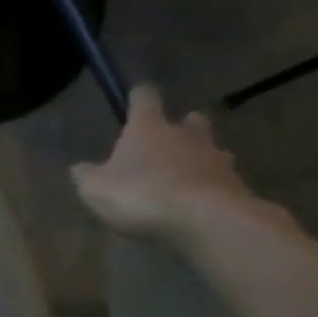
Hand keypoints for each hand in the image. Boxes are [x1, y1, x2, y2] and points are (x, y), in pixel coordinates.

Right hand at [71, 86, 278, 240]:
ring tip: (186, 176)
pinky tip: (199, 203)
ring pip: (211, 149)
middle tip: (171, 138)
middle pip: (190, 120)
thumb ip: (86, 175)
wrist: (206, 220)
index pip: (144, 98)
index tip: (135, 97)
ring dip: (200, 157)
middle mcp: (185, 135)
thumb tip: (80, 167)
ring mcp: (216, 159)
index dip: (138, 96)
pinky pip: (222, 180)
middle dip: (182, 126)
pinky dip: (211, 187)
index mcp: (148, 128)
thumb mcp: (95, 189)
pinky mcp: (237, 186)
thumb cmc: (141, 194)